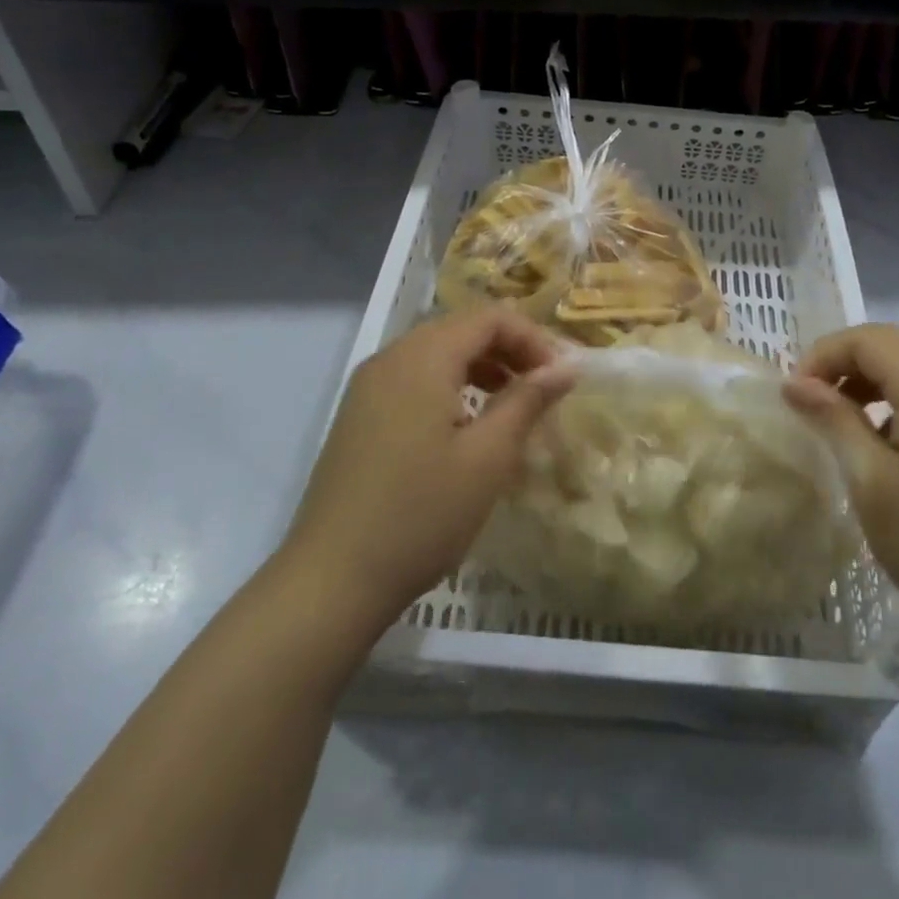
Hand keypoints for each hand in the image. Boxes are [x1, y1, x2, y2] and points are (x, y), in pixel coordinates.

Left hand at [283, 310, 574, 639]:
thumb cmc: (421, 514)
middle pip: (461, 329)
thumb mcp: (488, 457)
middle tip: (542, 390)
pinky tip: (466, 428)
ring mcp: (368, 387)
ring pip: (437, 353)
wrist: (331, 581)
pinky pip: (414, 379)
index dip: (532, 338)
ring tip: (511, 407)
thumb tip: (567, 366)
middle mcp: (390, 358)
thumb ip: (528, 401)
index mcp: (422, 357)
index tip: (560, 378)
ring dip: (482, 368)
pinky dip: (451, 386)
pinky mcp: (358, 415)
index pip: (489, 317)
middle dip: (509, 350)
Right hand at [783, 324, 898, 644]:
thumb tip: (795, 383)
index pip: (868, 339)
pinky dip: (892, 400)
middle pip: (891, 344)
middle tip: (811, 402)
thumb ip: (834, 421)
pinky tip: (879, 444)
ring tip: (838, 420)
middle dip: (842, 362)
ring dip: (867, 379)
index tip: (795, 396)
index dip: (823, 355)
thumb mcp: (872, 482)